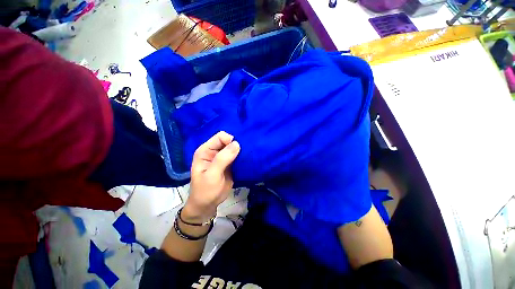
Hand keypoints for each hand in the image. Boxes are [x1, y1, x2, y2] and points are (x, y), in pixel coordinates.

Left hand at [183, 131, 239, 221]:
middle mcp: (214, 151)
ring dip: (241, 150)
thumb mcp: (212, 175)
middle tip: (245, 152)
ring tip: (248, 155)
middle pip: (228, 141)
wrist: (208, 205)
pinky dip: (243, 156)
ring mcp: (222, 157)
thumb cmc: (206, 191)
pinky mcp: (230, 164)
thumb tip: (237, 143)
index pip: (220, 137)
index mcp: (206, 150)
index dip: (230, 141)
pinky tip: (248, 159)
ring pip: (234, 148)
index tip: (237, 150)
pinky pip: (238, 156)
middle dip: (237, 145)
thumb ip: (223, 159)